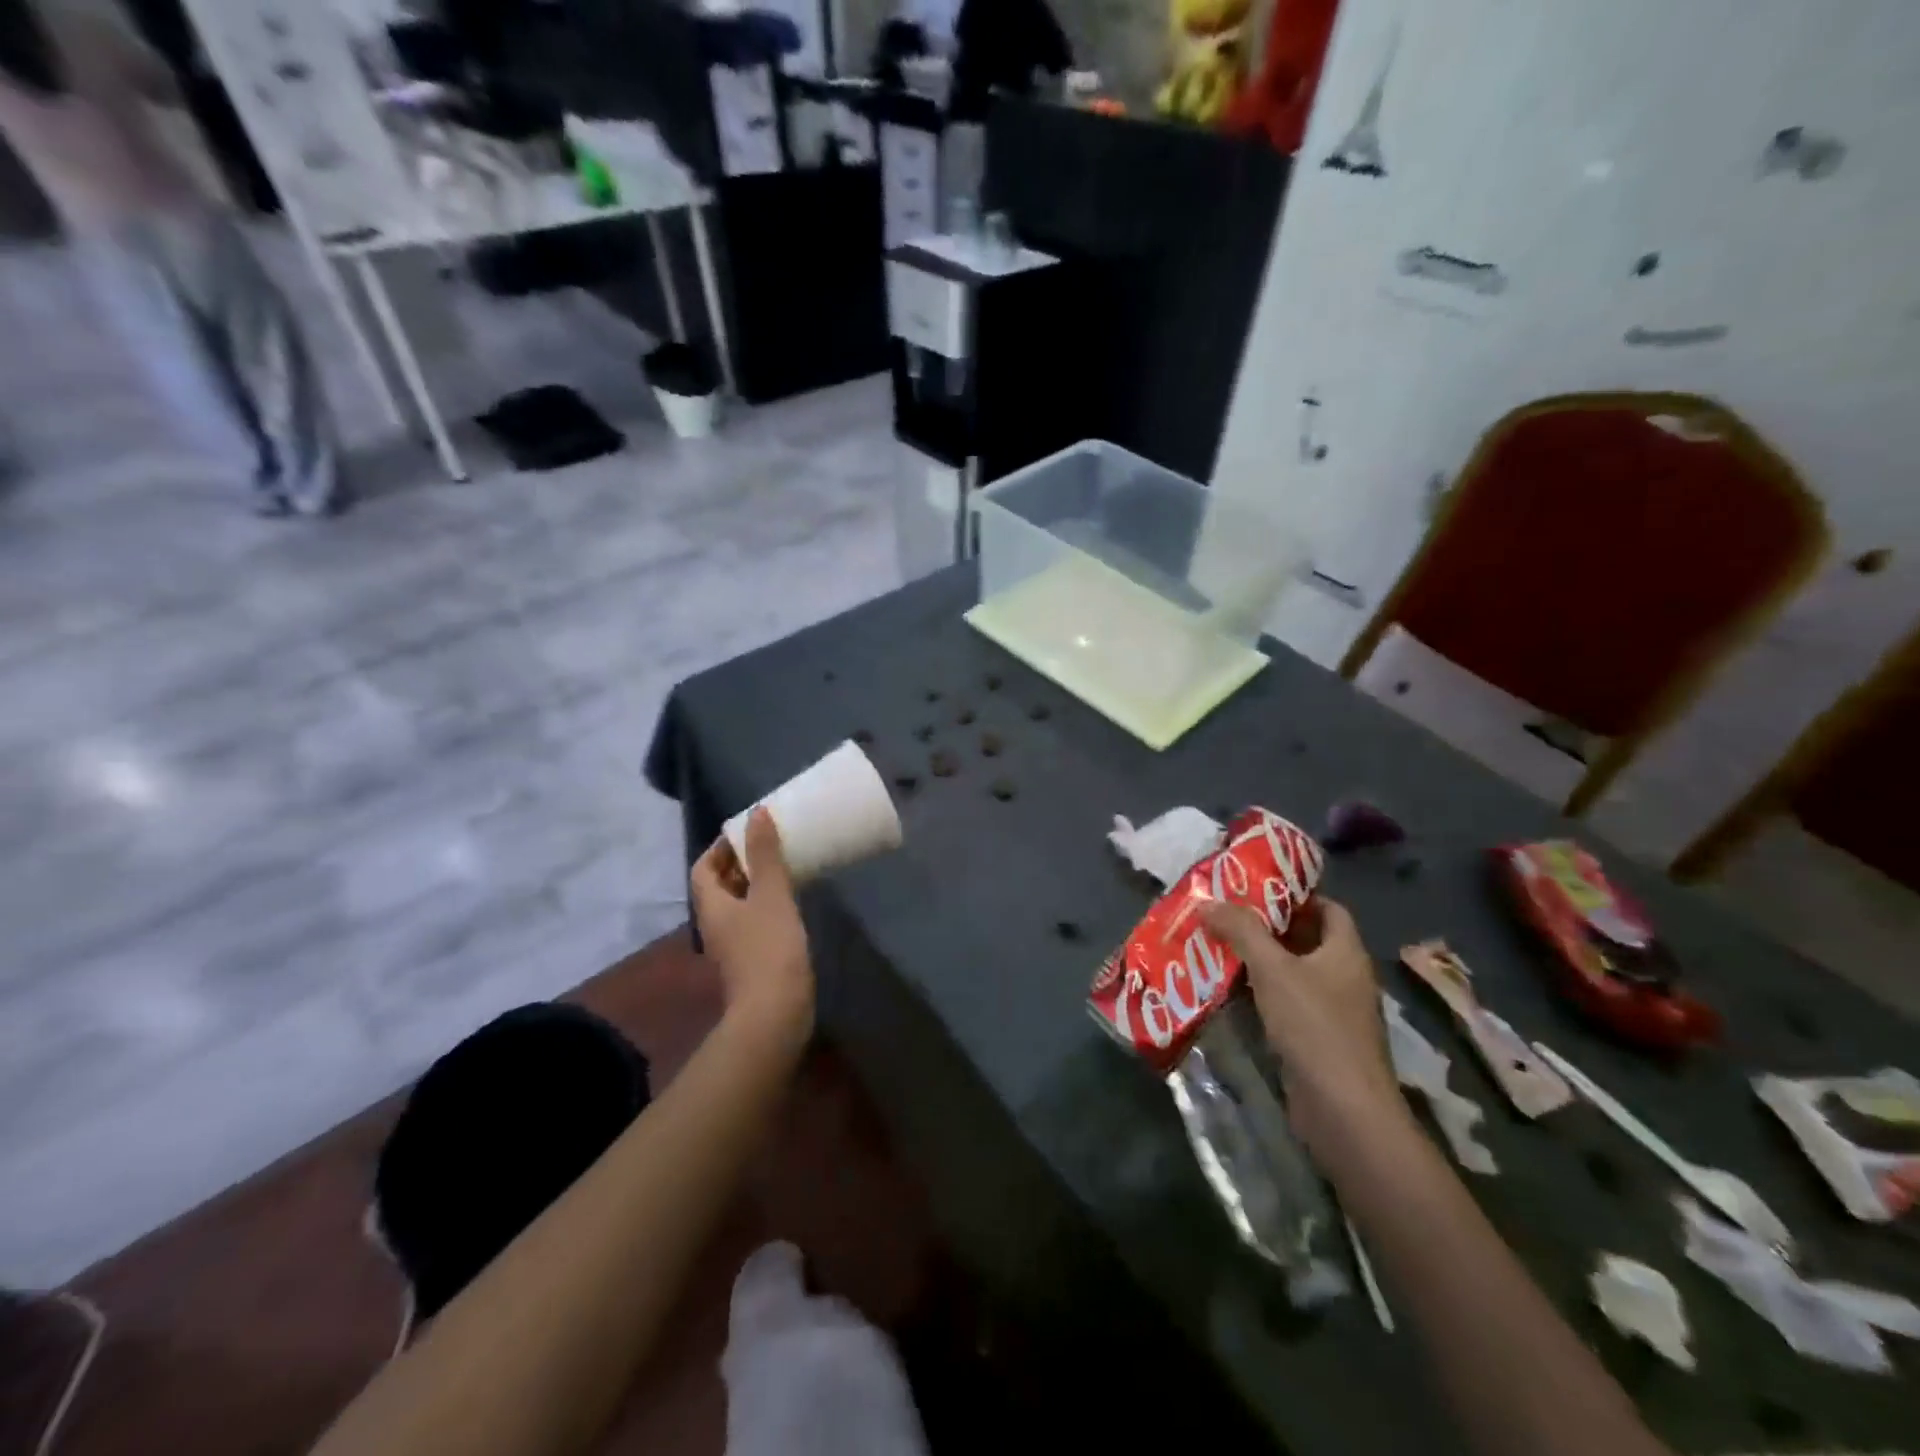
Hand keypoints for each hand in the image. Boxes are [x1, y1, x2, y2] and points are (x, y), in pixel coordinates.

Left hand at [691, 810, 814, 1041]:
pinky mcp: (751, 961)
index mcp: (711, 906)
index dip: (719, 847)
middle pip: (718, 886)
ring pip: (737, 905)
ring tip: (783, 868)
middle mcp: (714, 925)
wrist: (776, 1012)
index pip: (702, 868)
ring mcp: (731, 946)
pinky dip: (765, 906)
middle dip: (740, 863)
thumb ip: (765, 854)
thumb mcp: (771, 894)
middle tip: (770, 845)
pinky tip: (790, 904)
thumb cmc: (770, 947)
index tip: (747, 832)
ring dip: (754, 885)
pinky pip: (752, 923)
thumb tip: (757, 813)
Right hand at [1200, 897, 1406, 1157]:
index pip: (1328, 908)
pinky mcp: (1319, 1039)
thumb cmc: (1314, 1027)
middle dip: (1268, 926)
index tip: (1256, 887)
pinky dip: (1262, 992)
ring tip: (1219, 945)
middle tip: (1226, 913)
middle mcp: (1345, 976)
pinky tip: (1230, 990)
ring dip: (1261, 960)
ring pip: (1294, 972)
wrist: (1344, 1110)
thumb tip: (1208, 900)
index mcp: (1346, 952)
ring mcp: (1334, 1011)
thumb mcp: (1273, 969)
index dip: (1296, 894)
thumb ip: (1241, 931)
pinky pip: (1288, 1002)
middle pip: (1307, 939)